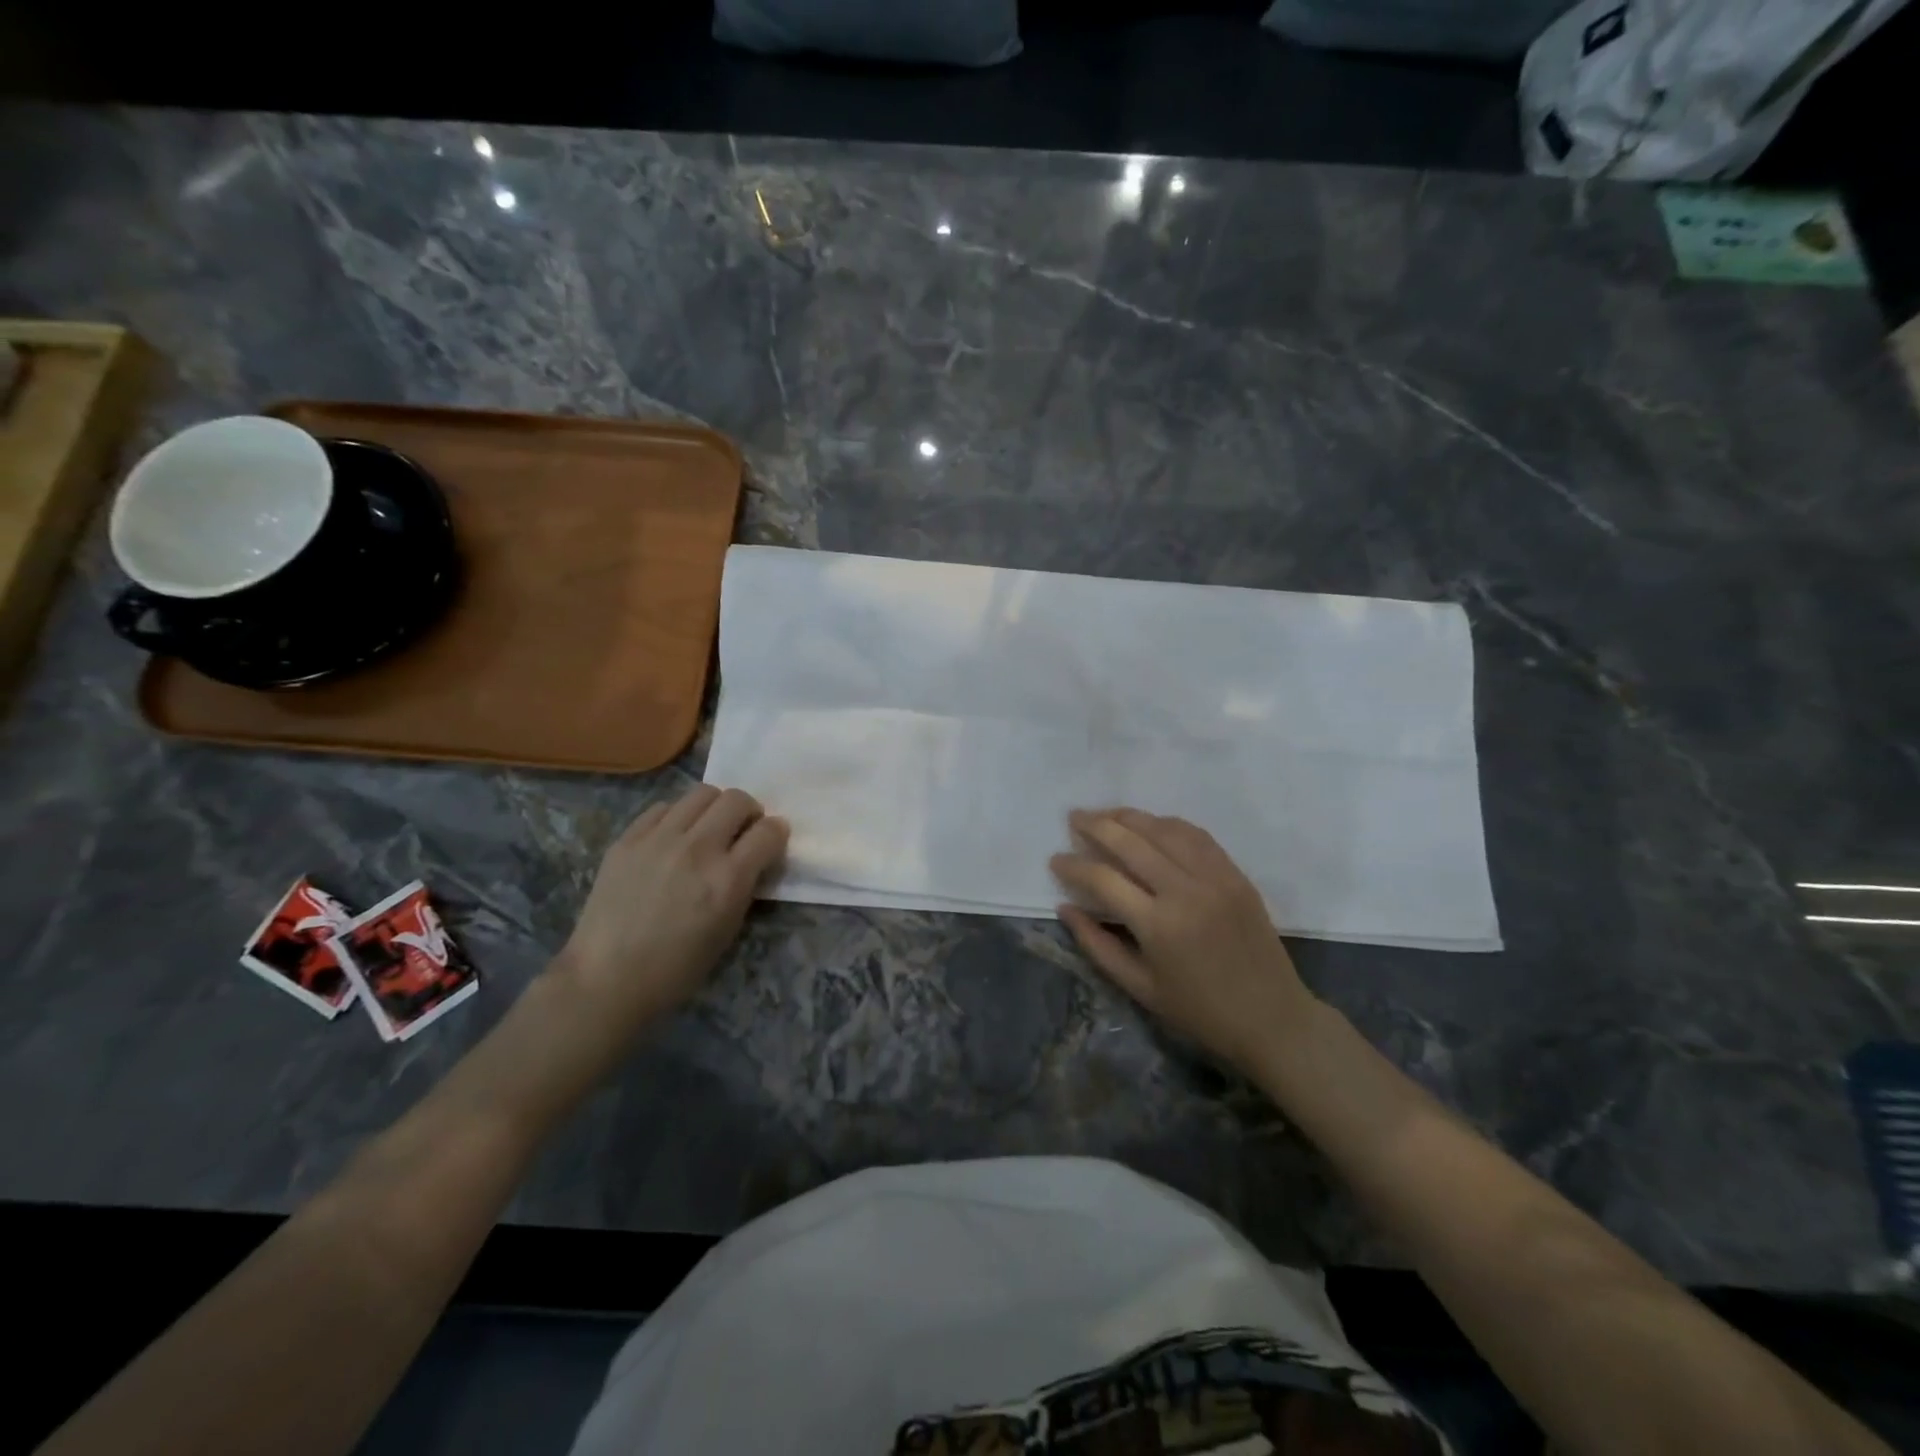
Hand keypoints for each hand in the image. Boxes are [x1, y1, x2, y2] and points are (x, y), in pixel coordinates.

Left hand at [554, 785, 787, 1034]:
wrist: (606, 979)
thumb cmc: (676, 968)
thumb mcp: (728, 929)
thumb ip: (745, 886)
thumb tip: (753, 859)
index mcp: (728, 879)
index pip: (769, 830)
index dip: (777, 833)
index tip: (772, 841)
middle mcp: (697, 849)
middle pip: (737, 799)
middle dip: (749, 811)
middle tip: (742, 830)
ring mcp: (659, 839)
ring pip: (701, 793)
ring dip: (715, 807)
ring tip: (708, 828)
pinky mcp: (628, 839)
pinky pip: (663, 808)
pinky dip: (678, 816)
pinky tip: (673, 838)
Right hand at [1051, 809, 1316, 1074]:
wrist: (1272, 1017)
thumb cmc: (1199, 1011)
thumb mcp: (1139, 987)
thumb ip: (1097, 944)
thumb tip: (1064, 907)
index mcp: (1158, 925)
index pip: (1104, 879)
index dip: (1074, 866)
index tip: (1055, 859)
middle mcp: (1185, 891)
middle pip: (1131, 842)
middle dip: (1096, 825)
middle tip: (1073, 818)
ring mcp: (1215, 877)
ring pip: (1164, 829)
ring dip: (1130, 817)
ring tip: (1105, 814)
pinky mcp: (1235, 874)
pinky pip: (1196, 835)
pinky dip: (1167, 824)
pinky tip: (1149, 824)